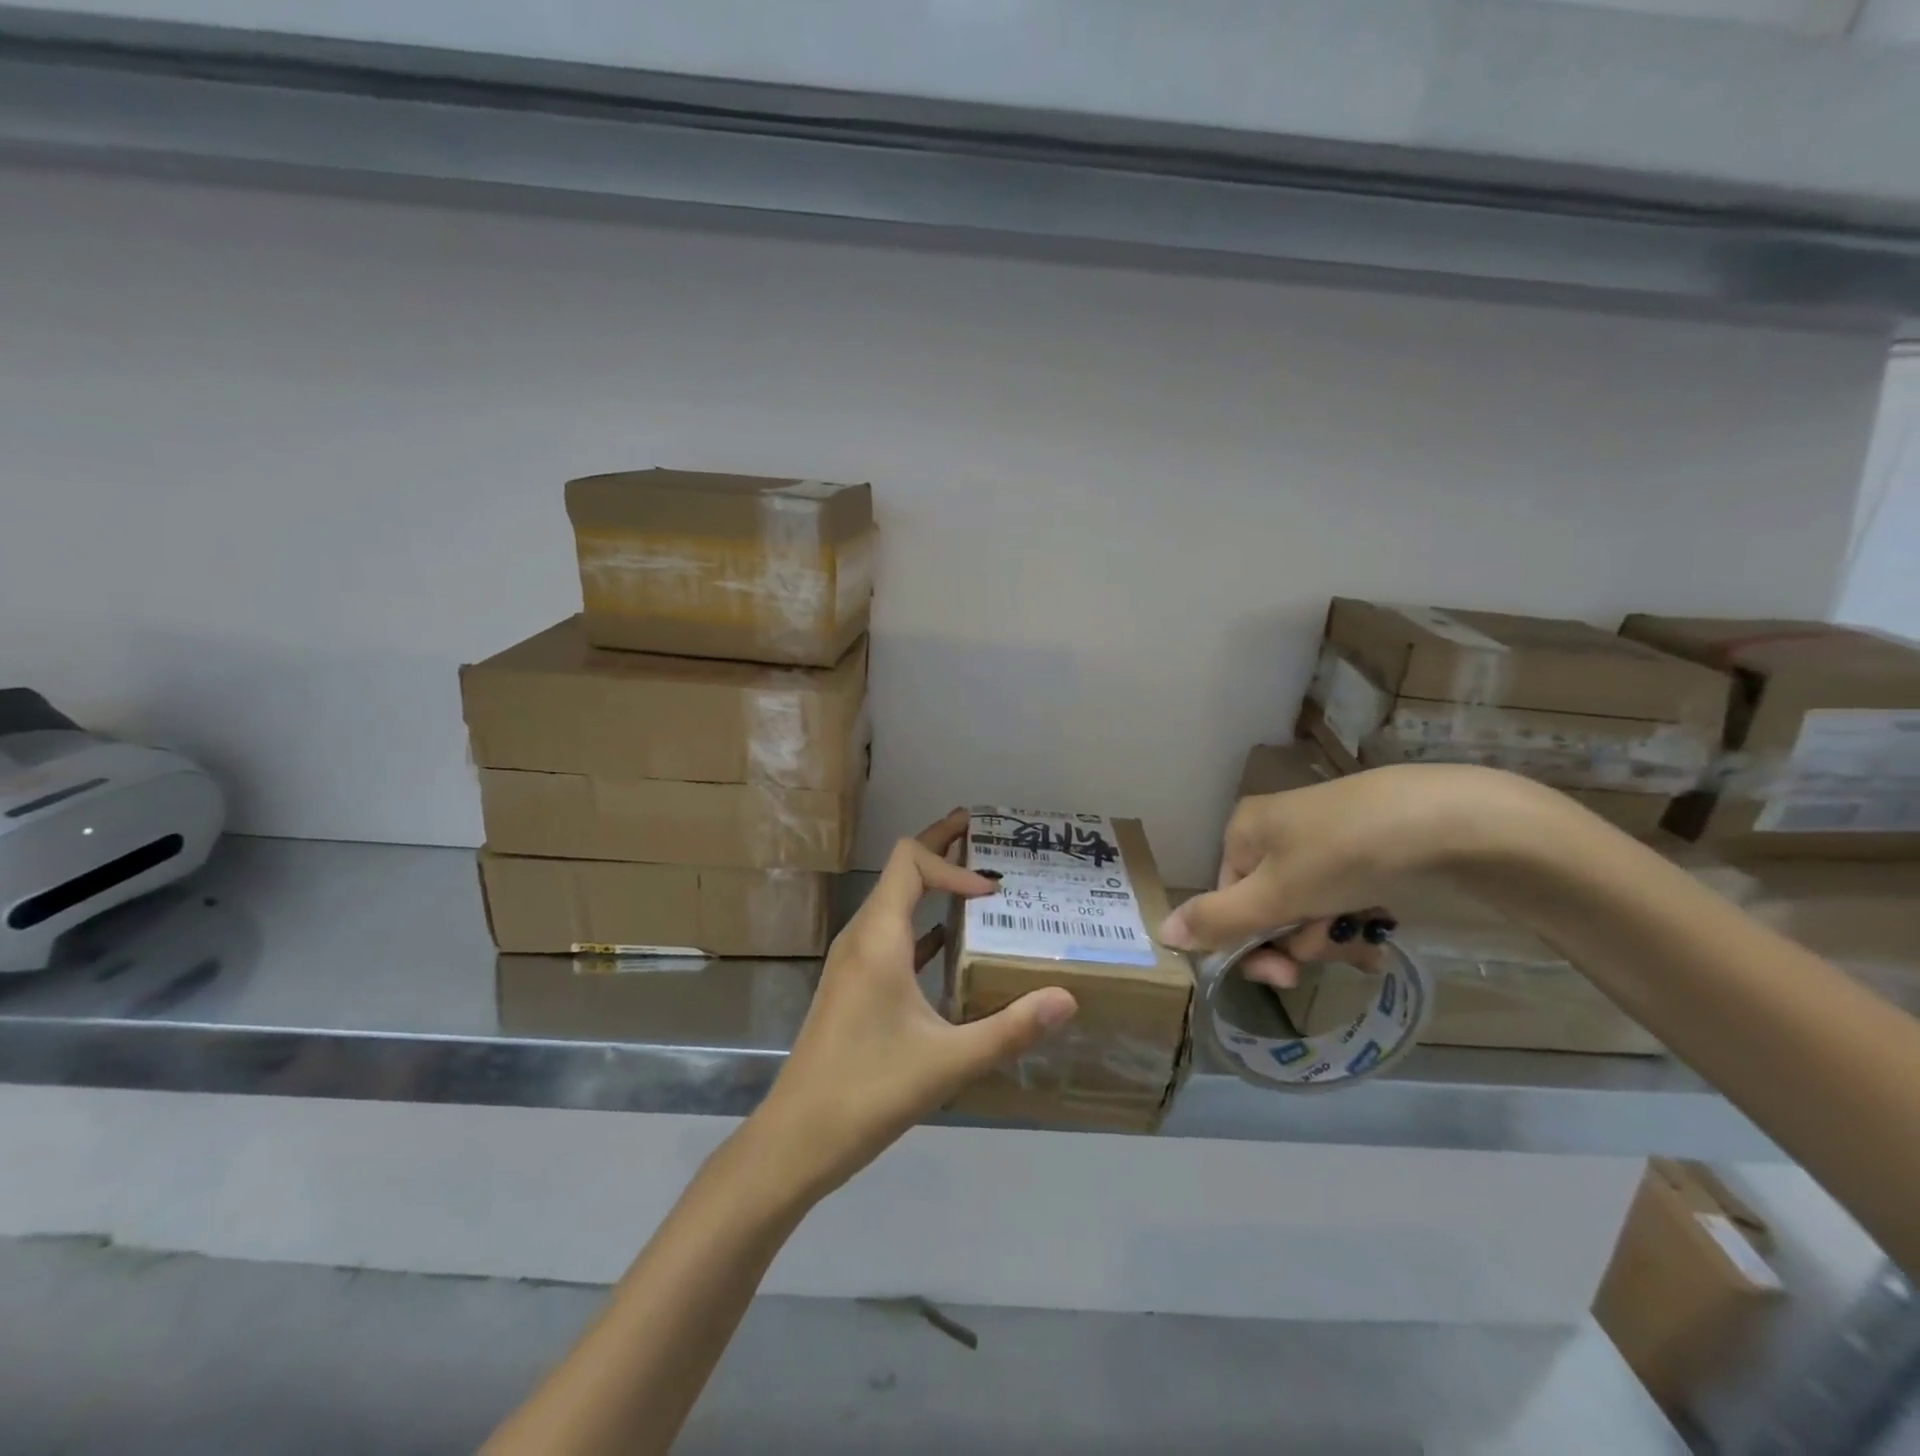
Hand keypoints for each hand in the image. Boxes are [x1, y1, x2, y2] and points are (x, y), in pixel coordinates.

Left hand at [755, 810, 1077, 1198]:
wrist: (796, 1138)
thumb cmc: (868, 1091)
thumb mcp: (948, 1062)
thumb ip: (1010, 1029)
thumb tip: (1067, 999)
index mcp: (878, 938)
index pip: (910, 861)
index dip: (952, 863)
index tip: (992, 892)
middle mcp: (862, 937)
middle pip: (900, 870)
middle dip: (941, 847)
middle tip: (982, 832)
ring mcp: (854, 961)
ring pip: (895, 902)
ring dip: (933, 886)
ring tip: (978, 886)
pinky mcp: (854, 985)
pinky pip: (892, 935)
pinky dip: (923, 924)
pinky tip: (951, 943)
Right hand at [1159, 764, 1521, 980]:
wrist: (1449, 820)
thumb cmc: (1343, 854)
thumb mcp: (1275, 894)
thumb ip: (1218, 919)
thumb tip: (1161, 934)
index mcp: (1244, 831)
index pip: (1227, 900)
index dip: (1251, 944)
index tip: (1286, 976)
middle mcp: (1277, 832)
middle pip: (1268, 908)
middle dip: (1300, 938)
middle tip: (1336, 945)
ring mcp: (1323, 840)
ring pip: (1308, 908)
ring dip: (1332, 934)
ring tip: (1366, 934)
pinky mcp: (1364, 850)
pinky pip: (1342, 897)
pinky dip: (1356, 919)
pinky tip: (1381, 930)